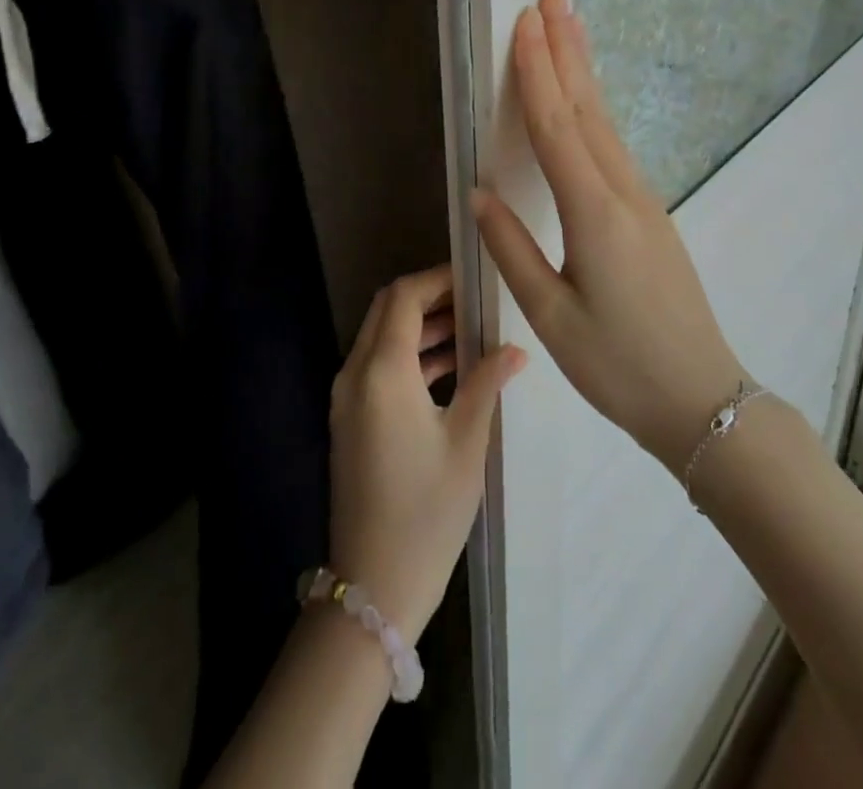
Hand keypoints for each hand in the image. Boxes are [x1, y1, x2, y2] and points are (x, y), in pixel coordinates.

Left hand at [329, 265, 525, 640]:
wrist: (374, 584)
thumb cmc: (427, 511)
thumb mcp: (466, 443)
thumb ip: (486, 384)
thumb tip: (515, 349)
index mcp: (382, 370)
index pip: (403, 296)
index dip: (438, 279)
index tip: (474, 278)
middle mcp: (356, 372)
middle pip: (387, 309)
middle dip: (429, 297)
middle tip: (475, 300)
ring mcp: (348, 396)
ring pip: (382, 337)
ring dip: (421, 326)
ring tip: (472, 331)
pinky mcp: (350, 418)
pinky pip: (378, 366)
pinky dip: (410, 355)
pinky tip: (451, 368)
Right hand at [471, 0, 753, 475]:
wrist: (702, 399)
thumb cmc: (618, 365)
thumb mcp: (552, 316)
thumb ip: (512, 248)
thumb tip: (479, 192)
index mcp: (594, 214)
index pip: (557, 128)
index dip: (538, 73)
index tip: (526, 24)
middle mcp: (623, 193)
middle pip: (588, 108)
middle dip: (567, 50)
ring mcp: (643, 200)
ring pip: (606, 122)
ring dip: (585, 71)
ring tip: (571, 26)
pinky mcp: (650, 213)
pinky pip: (615, 145)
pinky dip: (596, 108)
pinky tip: (589, 98)